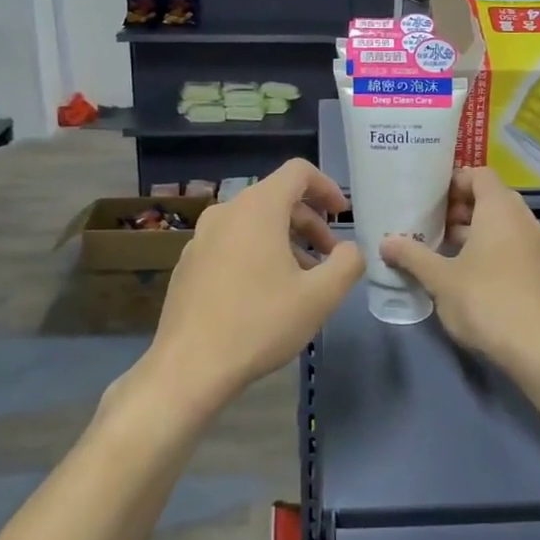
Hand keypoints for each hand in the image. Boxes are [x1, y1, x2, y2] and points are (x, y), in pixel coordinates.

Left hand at [141, 159, 363, 414]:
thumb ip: (347, 264)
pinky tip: (266, 294)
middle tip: (330, 256)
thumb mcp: (320, 296)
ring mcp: (201, 237)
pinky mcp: (189, 263)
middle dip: (310, 222)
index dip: (327, 187)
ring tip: (302, 279)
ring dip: (285, 240)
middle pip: (276, 198)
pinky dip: (257, 253)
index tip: (343, 215)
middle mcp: (226, 212)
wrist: (188, 367)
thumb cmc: (259, 323)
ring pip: (253, 222)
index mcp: (258, 208)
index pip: (298, 172)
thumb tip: (351, 250)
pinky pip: (231, 243)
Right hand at [379, 168, 539, 371]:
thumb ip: (413, 256)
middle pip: (491, 197)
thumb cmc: (485, 300)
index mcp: (500, 209)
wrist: (538, 348)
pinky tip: (466, 271)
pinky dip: (490, 247)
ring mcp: (536, 245)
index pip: (479, 175)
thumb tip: (385, 243)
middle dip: (461, 207)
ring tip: (443, 247)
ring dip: (474, 229)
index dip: (454, 181)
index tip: (429, 197)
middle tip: (431, 222)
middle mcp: (523, 219)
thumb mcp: (440, 278)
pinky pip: (512, 243)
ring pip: (502, 223)